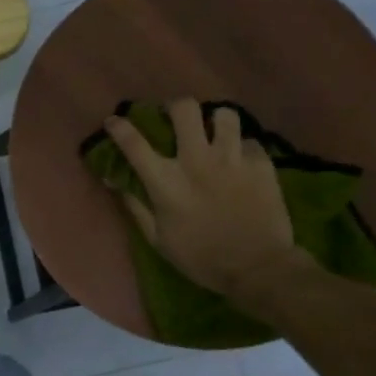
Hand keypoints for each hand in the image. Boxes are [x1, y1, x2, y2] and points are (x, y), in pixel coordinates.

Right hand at [103, 99, 309, 304]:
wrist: (257, 268)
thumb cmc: (201, 258)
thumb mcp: (158, 240)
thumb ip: (136, 206)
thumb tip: (113, 181)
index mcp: (166, 182)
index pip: (134, 144)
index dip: (120, 127)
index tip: (114, 121)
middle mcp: (197, 161)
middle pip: (184, 109)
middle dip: (176, 107)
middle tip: (177, 118)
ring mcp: (232, 159)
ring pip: (223, 114)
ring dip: (215, 121)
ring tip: (215, 132)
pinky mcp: (261, 163)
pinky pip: (250, 140)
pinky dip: (242, 147)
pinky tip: (241, 161)